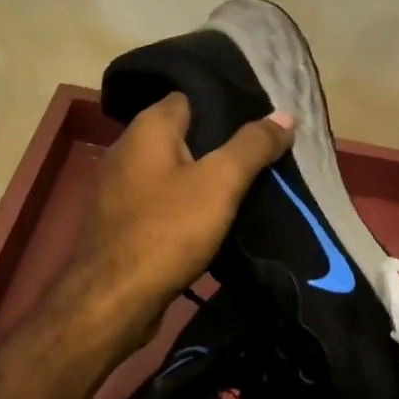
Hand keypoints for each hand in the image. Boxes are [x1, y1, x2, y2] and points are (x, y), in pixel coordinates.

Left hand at [63, 92, 293, 352]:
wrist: (112, 302)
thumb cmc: (167, 230)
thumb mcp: (220, 182)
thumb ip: (253, 145)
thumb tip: (286, 114)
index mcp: (148, 127)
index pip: (192, 96)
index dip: (228, 104)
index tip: (263, 117)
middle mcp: (129, 148)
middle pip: (186, 133)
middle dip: (223, 142)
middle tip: (265, 152)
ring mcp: (122, 186)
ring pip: (176, 168)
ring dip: (208, 176)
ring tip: (250, 183)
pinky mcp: (124, 220)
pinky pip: (165, 198)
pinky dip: (189, 202)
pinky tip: (217, 216)